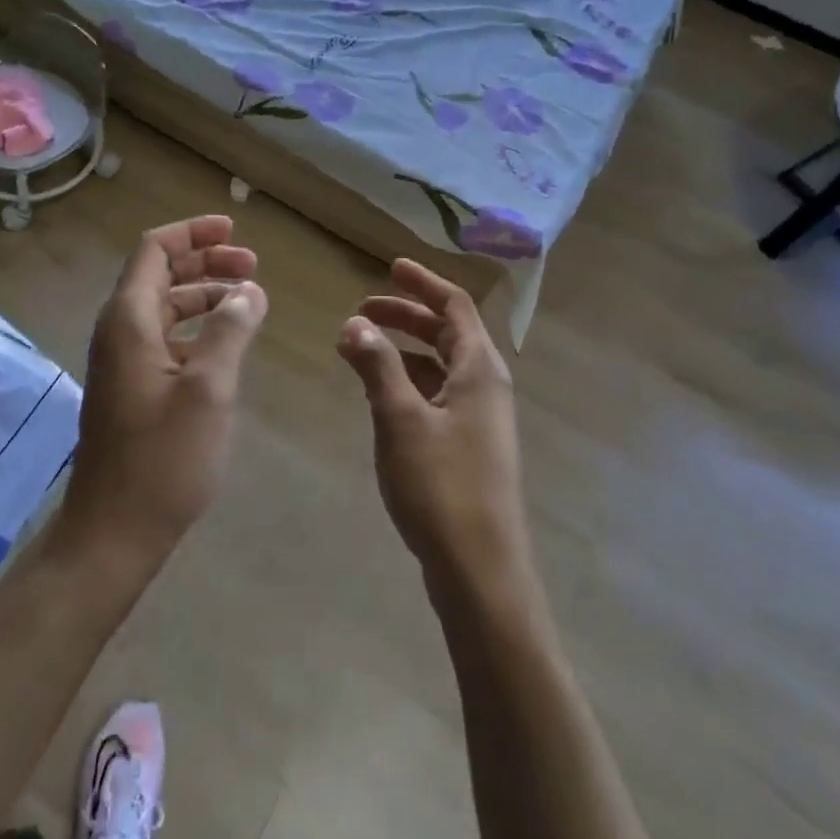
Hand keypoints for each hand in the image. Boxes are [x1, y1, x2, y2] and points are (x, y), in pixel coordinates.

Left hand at [59, 216, 266, 575]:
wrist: (114, 532)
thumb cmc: (162, 459)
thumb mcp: (208, 390)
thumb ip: (230, 331)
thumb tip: (249, 291)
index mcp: (129, 320)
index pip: (154, 251)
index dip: (193, 233)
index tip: (234, 229)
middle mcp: (120, 331)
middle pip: (160, 274)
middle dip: (206, 262)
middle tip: (253, 265)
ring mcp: (123, 361)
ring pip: (165, 307)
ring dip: (205, 295)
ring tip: (250, 299)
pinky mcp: (132, 387)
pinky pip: (165, 338)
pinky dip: (197, 328)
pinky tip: (228, 342)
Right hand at [337, 259, 531, 592]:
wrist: (481, 571)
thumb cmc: (442, 486)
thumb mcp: (400, 419)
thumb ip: (377, 366)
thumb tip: (354, 323)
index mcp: (478, 369)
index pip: (455, 306)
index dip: (422, 284)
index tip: (390, 268)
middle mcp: (485, 386)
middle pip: (447, 333)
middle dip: (406, 316)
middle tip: (362, 311)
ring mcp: (479, 418)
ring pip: (439, 366)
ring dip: (402, 350)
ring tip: (359, 350)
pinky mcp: (468, 446)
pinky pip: (436, 395)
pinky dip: (407, 382)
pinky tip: (378, 394)